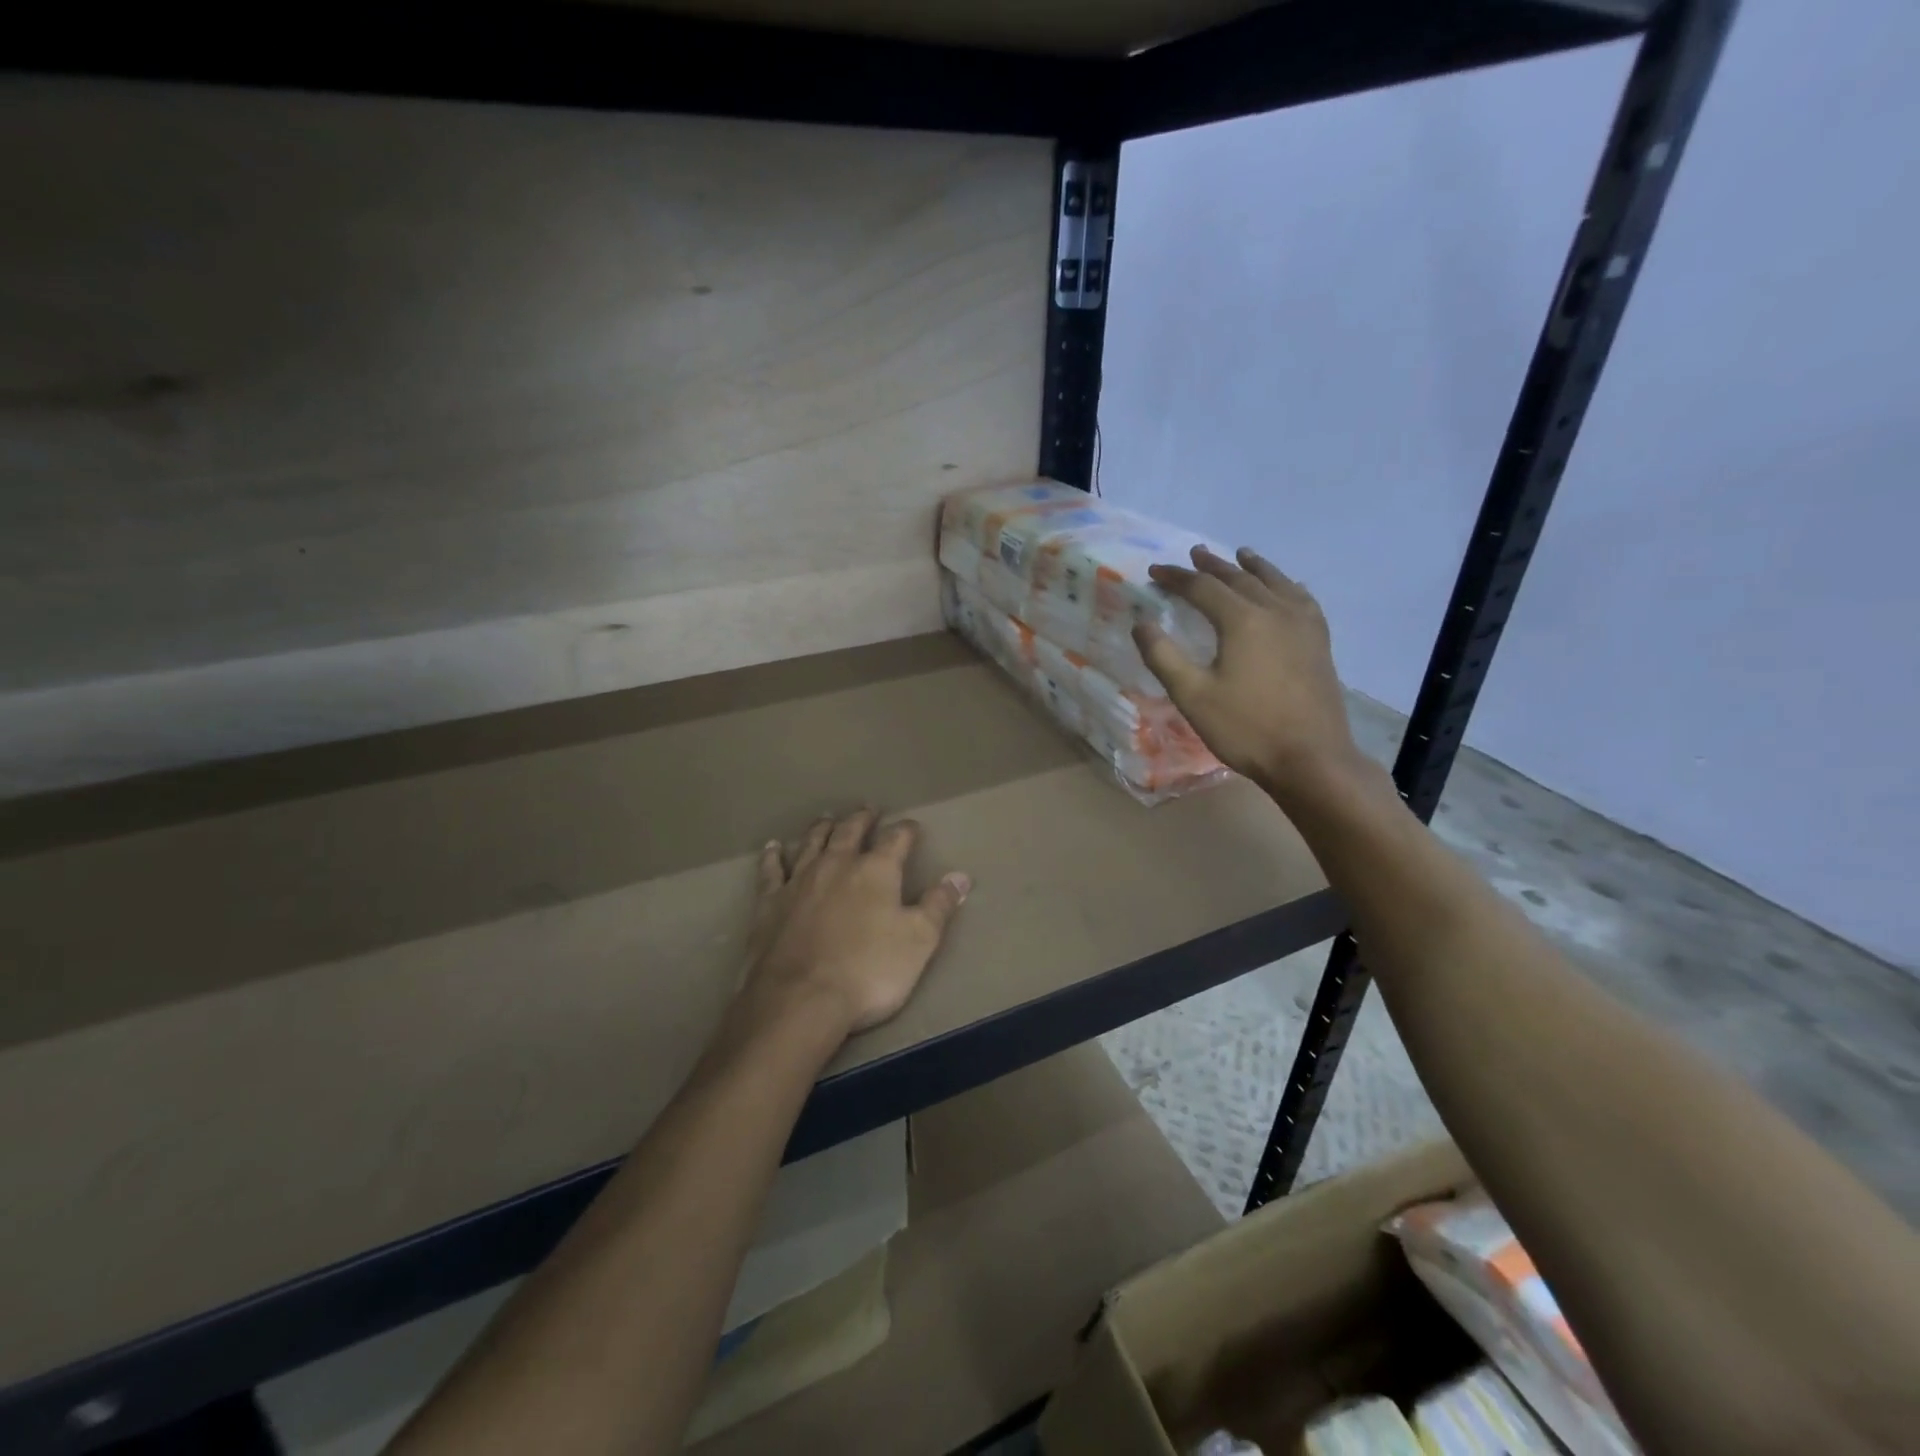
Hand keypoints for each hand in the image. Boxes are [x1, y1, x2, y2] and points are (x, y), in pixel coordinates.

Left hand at [740, 809, 970, 1038]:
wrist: (800, 999)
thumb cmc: (868, 971)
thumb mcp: (919, 941)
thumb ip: (939, 906)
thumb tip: (960, 876)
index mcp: (876, 871)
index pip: (896, 839)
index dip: (906, 831)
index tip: (912, 827)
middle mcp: (837, 864)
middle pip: (850, 831)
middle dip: (862, 819)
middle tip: (868, 810)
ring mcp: (799, 880)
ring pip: (812, 842)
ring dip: (822, 828)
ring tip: (828, 818)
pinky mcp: (769, 902)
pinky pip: (771, 870)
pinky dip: (773, 856)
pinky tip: (773, 847)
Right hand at [1134, 546, 1364, 798]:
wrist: (1310, 758)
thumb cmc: (1245, 728)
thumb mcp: (1192, 696)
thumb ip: (1163, 656)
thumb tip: (1141, 623)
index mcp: (1242, 620)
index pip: (1203, 587)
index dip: (1176, 578)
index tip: (1155, 572)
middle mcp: (1275, 611)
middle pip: (1240, 578)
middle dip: (1213, 566)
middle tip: (1194, 554)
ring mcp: (1303, 625)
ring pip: (1275, 583)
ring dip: (1253, 567)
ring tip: (1241, 555)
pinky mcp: (1319, 642)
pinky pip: (1302, 600)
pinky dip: (1286, 586)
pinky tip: (1286, 589)